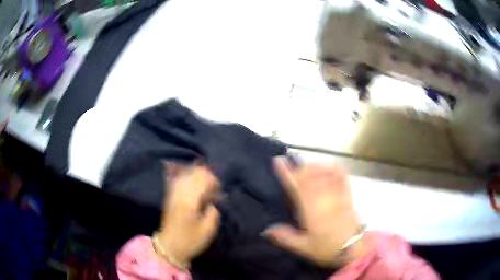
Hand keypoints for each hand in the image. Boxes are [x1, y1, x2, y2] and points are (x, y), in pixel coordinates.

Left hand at [155, 163, 220, 266]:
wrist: (170, 246)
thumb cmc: (191, 240)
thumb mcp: (208, 229)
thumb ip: (213, 211)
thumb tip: (213, 200)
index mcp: (190, 201)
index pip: (203, 180)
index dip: (214, 181)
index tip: (220, 190)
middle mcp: (180, 193)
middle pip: (194, 173)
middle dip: (207, 176)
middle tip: (215, 186)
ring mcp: (172, 193)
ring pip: (185, 173)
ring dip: (197, 174)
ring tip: (206, 182)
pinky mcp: (169, 196)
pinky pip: (178, 179)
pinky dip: (187, 176)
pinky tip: (193, 180)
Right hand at [265, 157, 361, 266]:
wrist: (354, 248)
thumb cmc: (327, 248)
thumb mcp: (303, 247)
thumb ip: (285, 238)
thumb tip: (266, 230)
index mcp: (312, 209)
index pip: (297, 185)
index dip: (287, 172)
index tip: (279, 161)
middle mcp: (325, 197)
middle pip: (310, 175)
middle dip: (298, 167)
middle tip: (290, 163)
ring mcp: (337, 194)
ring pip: (324, 173)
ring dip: (313, 166)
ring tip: (306, 167)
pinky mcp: (347, 195)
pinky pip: (340, 175)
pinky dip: (332, 168)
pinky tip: (326, 168)